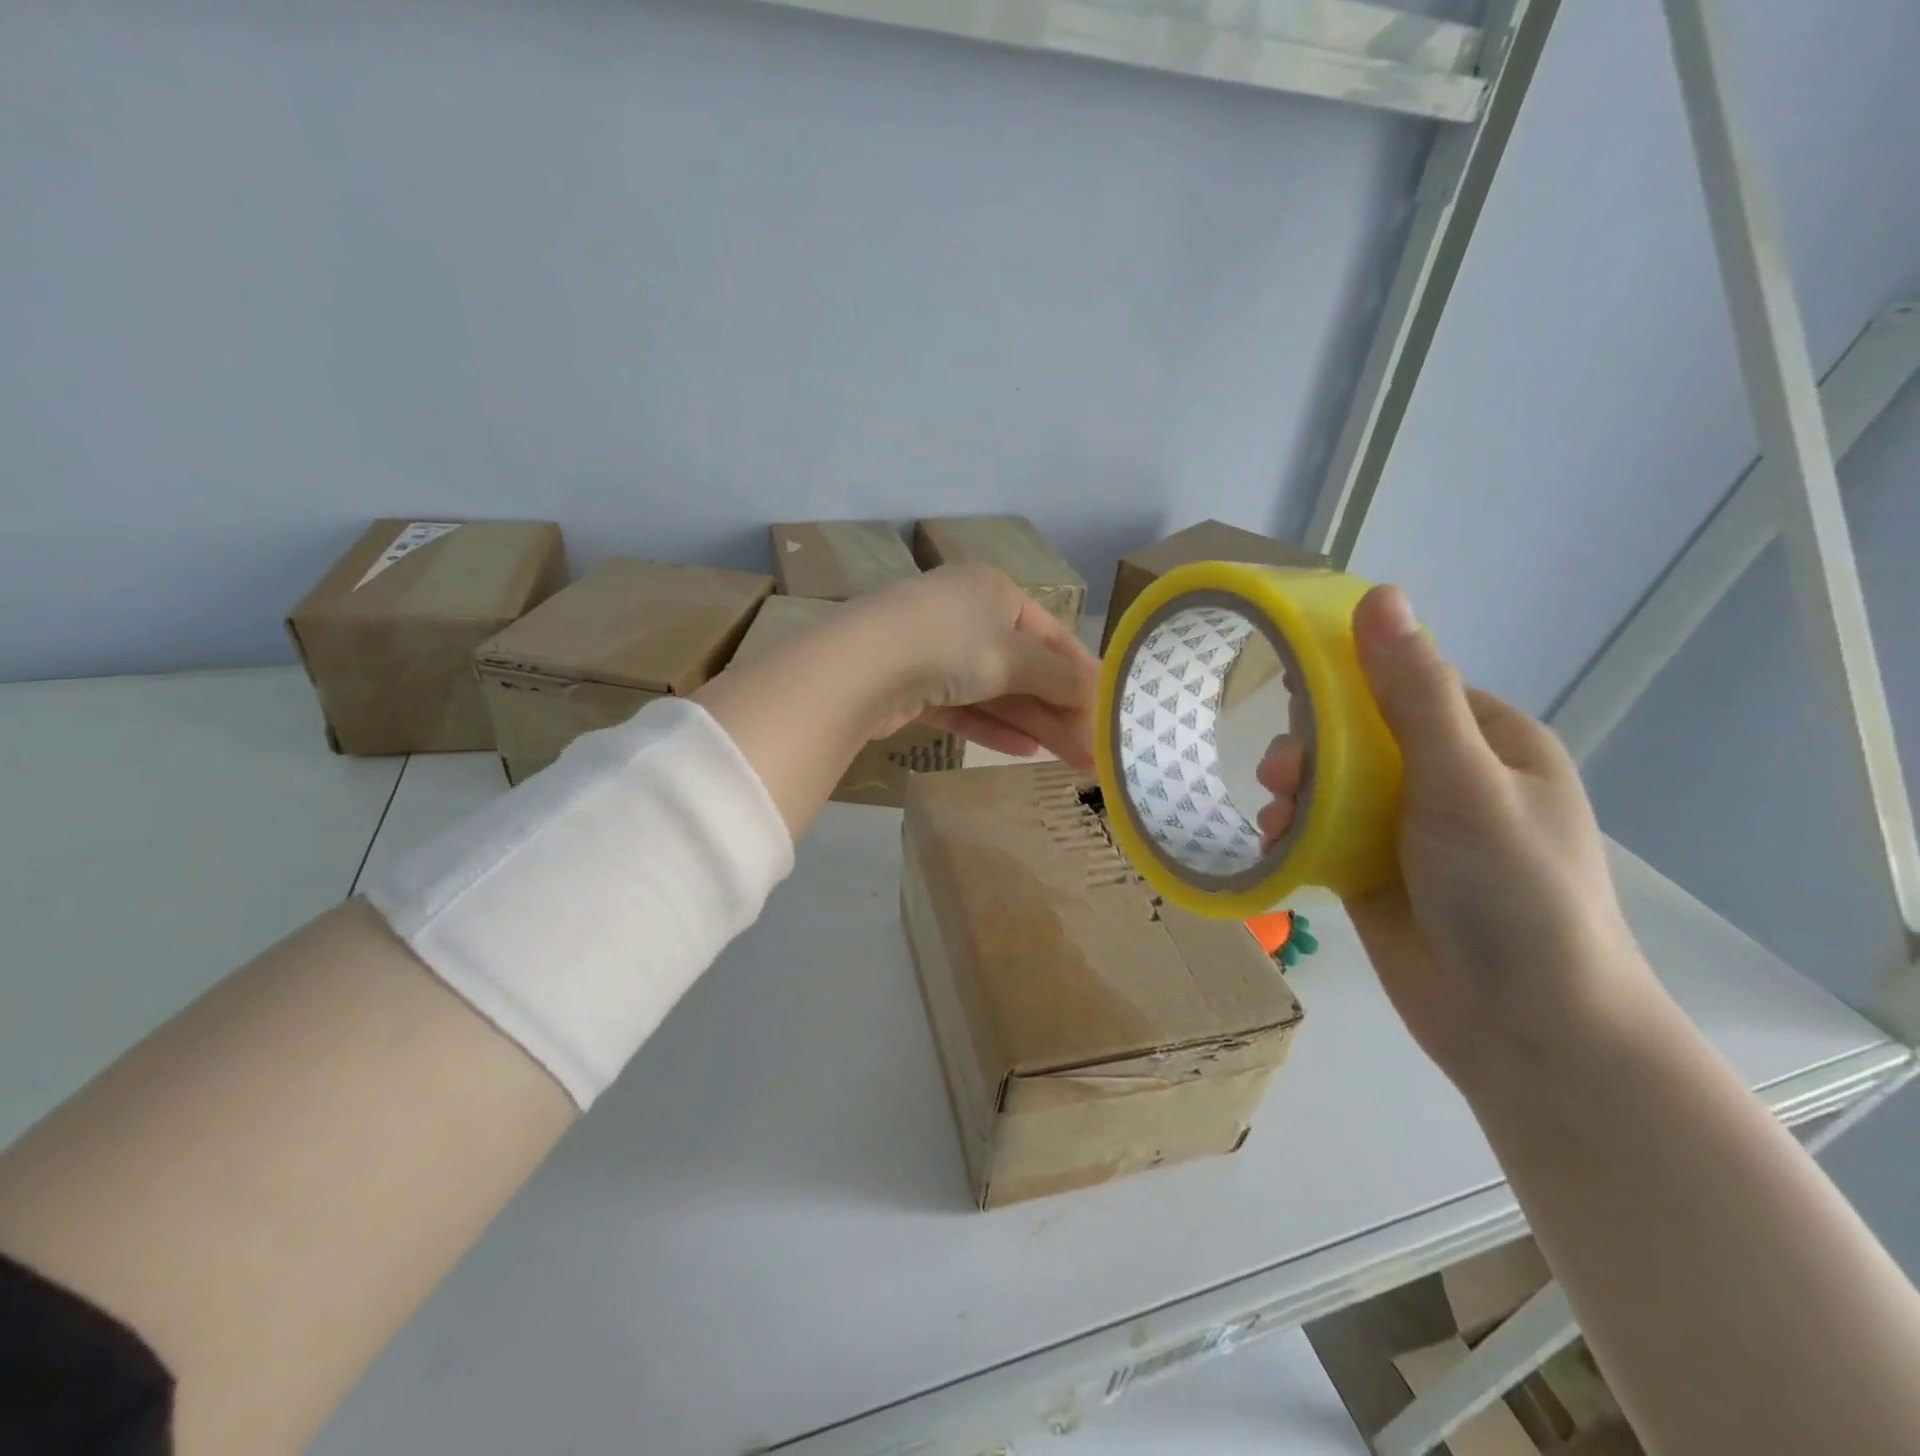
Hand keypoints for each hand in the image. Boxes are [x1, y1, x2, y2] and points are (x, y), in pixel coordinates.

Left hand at [848, 563, 1099, 768]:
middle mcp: (966, 615)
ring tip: (1070, 760)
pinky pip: (964, 708)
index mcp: (994, 591)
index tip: (1106, 707)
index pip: (1051, 633)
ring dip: (1033, 723)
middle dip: (1059, 710)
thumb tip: (1094, 691)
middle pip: (1024, 668)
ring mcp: (936, 651)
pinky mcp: (913, 687)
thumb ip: (1059, 677)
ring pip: (995, 691)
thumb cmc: (952, 645)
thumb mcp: (1016, 657)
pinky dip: (993, 727)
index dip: (1081, 672)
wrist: (862, 666)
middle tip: (1092, 751)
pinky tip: (1025, 750)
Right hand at [1256, 585, 1658, 1089]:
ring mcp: (1409, 828)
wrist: (1525, 1032)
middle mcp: (1448, 777)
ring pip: (1331, 783)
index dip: (1344, 679)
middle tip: (1282, 774)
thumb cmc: (1512, 895)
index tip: (1290, 690)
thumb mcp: (1462, 783)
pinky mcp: (1374, 871)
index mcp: (1488, 741)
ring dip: (1295, 790)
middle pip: (1357, 732)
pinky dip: (1292, 832)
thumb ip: (1412, 693)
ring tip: (1275, 815)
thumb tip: (1380, 593)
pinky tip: (1272, 844)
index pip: (1403, 681)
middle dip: (1311, 746)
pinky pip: (1320, 831)